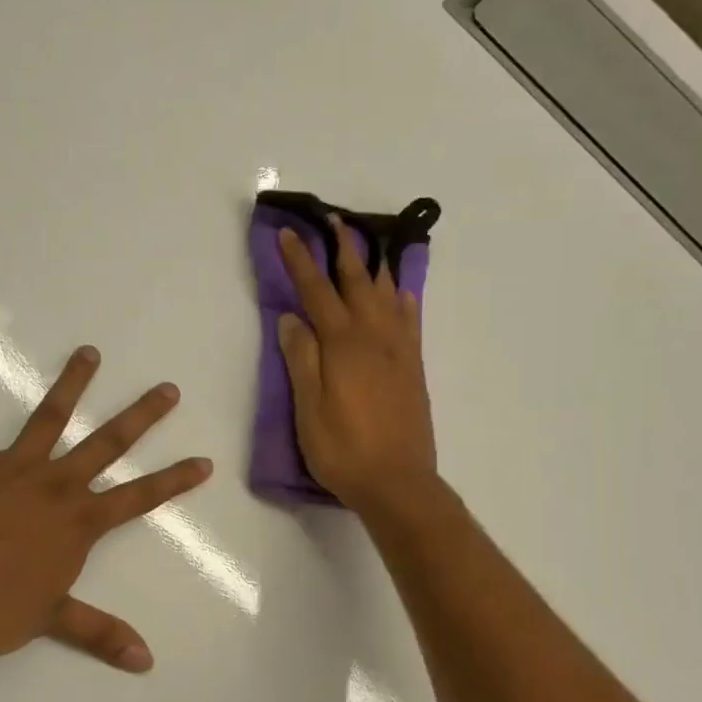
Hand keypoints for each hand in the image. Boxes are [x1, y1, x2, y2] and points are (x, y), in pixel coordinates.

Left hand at [0, 346, 211, 675]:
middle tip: (167, 389)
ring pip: (50, 416)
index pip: (140, 497)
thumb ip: (103, 633)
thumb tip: (147, 663)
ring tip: (89, 352)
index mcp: (80, 522)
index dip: (175, 480)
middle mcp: (56, 485)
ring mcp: (13, 469)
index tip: (204, 461)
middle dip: (142, 415)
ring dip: (72, 382)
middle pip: (108, 443)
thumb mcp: (56, 620)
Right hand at [277, 217, 435, 513]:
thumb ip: (301, 359)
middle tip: (334, 219)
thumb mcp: (308, 409)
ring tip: (366, 244)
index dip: (300, 261)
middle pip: (357, 281)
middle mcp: (374, 337)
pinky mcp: (413, 367)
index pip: (316, 291)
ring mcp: (399, 350)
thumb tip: (291, 317)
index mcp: (342, 345)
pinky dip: (404, 299)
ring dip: (374, 264)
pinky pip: (411, 321)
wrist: (398, 482)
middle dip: (343, 248)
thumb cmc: (343, 450)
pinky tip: (401, 291)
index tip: (288, 234)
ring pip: (387, 294)